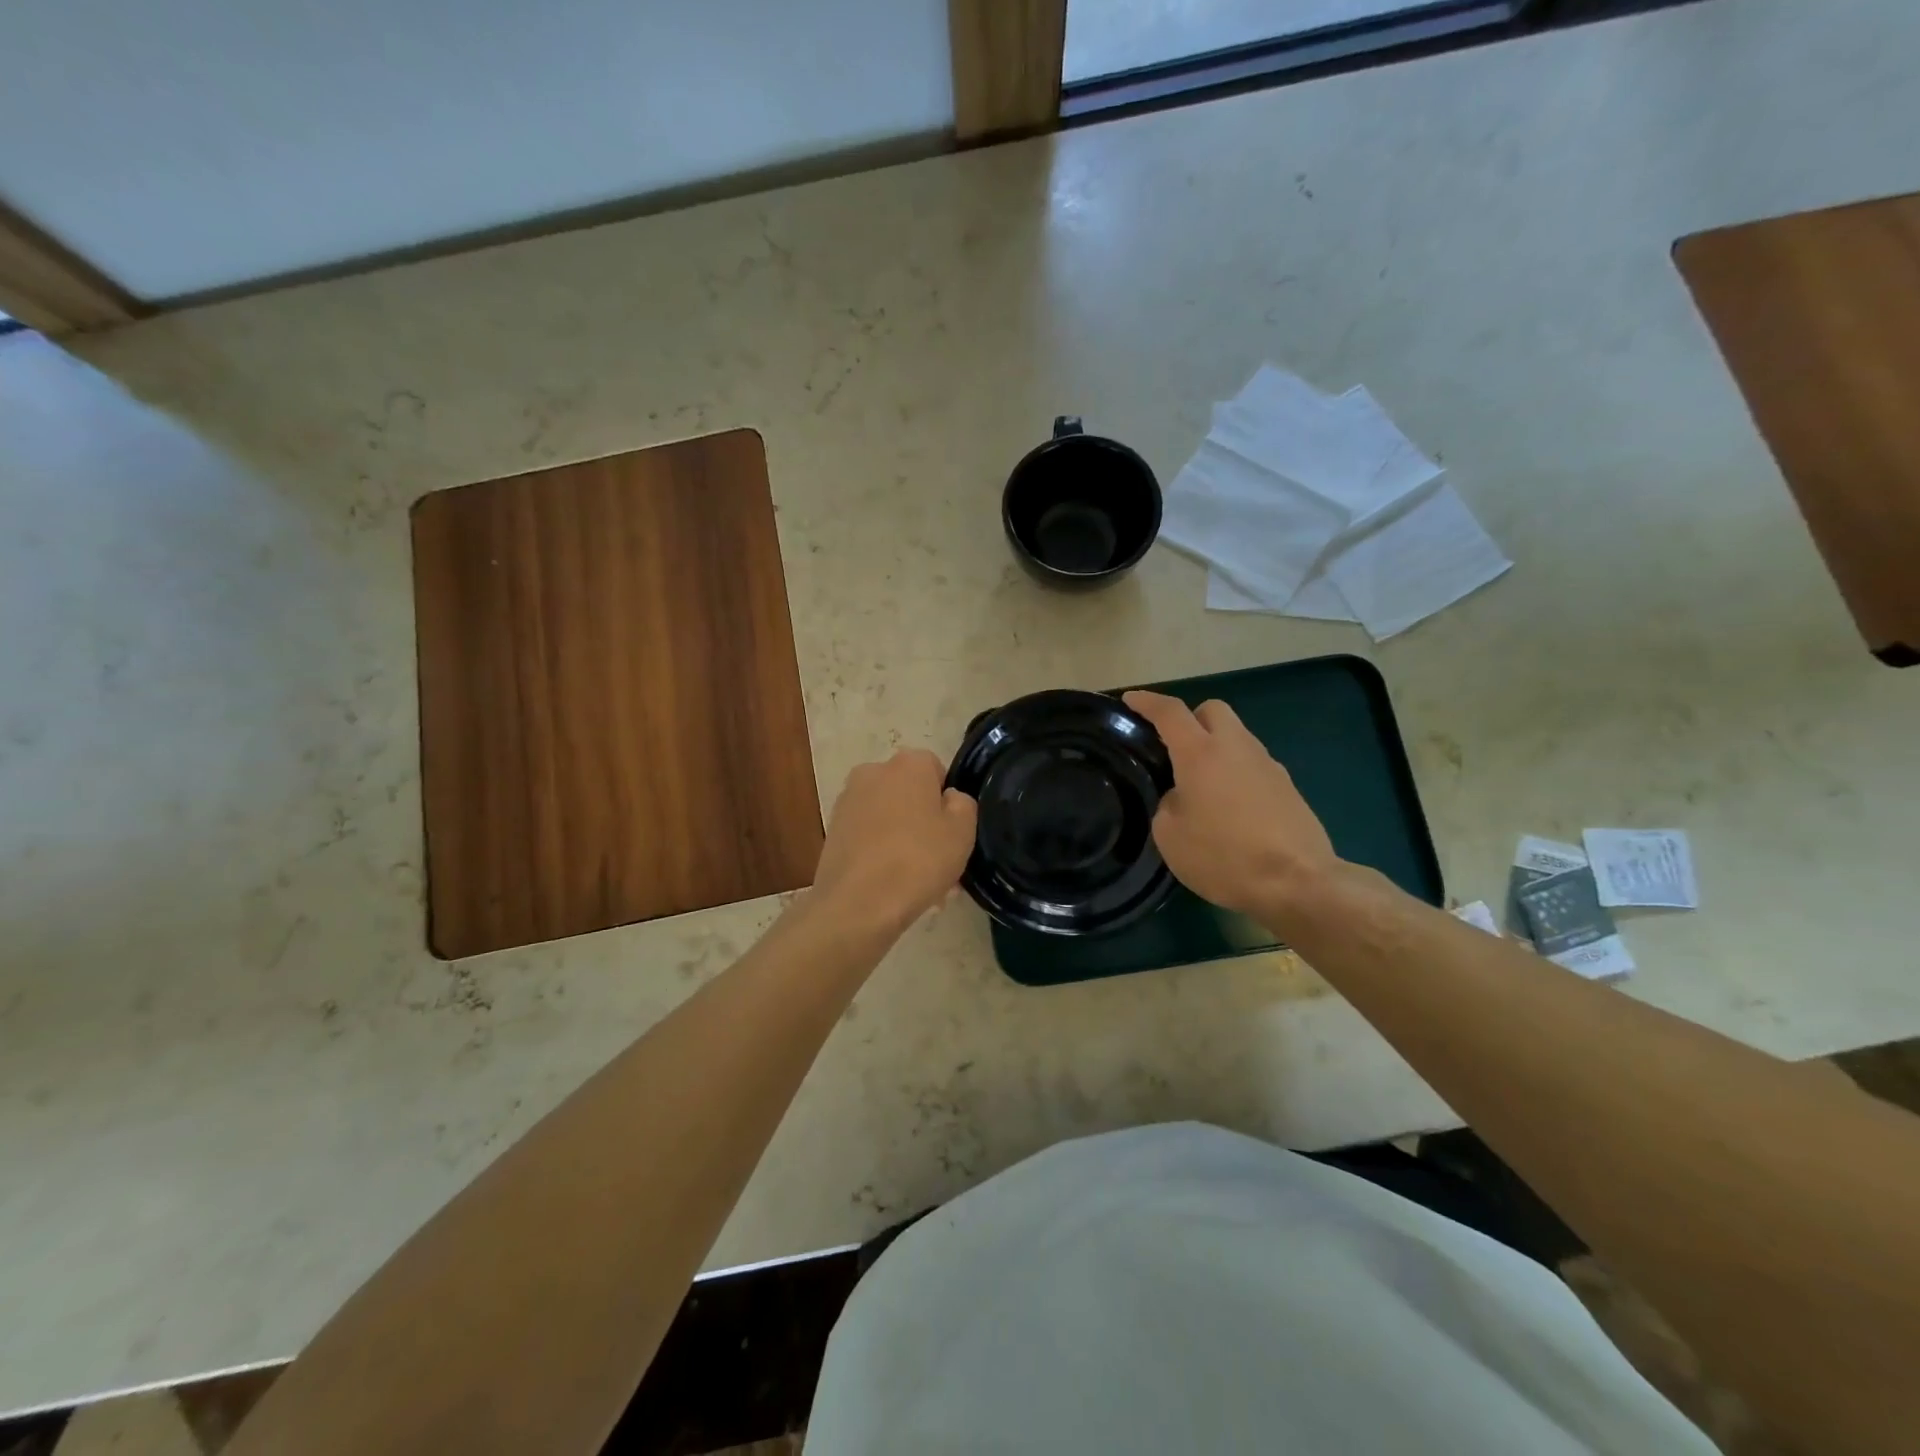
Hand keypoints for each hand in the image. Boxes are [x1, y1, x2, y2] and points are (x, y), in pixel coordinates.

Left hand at [811, 749, 977, 937]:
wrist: (858, 903)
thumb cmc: (918, 860)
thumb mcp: (962, 831)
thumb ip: (963, 804)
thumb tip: (948, 798)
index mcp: (908, 763)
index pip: (936, 770)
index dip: (947, 802)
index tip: (953, 832)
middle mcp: (873, 772)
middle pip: (910, 794)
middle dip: (925, 823)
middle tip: (940, 862)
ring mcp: (848, 801)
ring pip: (889, 818)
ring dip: (904, 841)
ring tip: (919, 883)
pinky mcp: (832, 831)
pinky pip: (869, 837)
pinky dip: (881, 853)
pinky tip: (893, 886)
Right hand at [1123, 691, 1340, 921]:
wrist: (1298, 882)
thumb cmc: (1224, 856)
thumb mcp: (1171, 836)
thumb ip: (1168, 804)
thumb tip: (1182, 797)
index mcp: (1201, 753)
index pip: (1170, 712)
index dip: (1147, 702)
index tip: (1131, 699)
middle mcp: (1236, 747)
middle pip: (1212, 710)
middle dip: (1190, 719)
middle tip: (1174, 747)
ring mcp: (1267, 765)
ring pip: (1236, 737)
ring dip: (1216, 747)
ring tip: (1201, 785)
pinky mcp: (1287, 787)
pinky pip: (1253, 765)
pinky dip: (1235, 773)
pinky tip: (1229, 808)